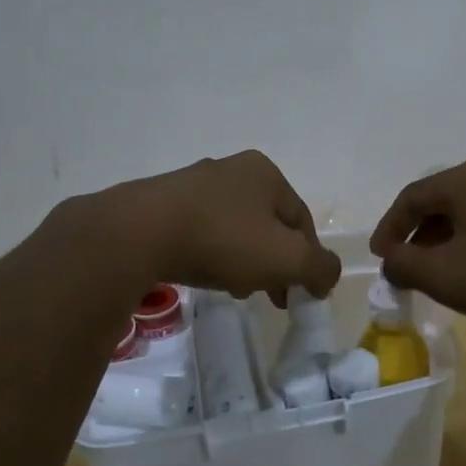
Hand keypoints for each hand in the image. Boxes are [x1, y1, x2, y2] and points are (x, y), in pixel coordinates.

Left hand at [91, 151, 340, 304]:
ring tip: (235, 291)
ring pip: (235, 229)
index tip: (301, 294)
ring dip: (244, 261)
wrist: (138, 234)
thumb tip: (328, 275)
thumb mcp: (287, 258)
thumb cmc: (223, 239)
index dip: (308, 259)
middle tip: (271, 296)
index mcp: (266, 173)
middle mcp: (231, 169)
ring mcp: (193, 184)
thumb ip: (320, 267)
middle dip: (274, 263)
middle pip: (268, 224)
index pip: (302, 220)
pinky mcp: (163, 203)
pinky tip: (204, 276)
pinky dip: (211, 254)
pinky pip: (201, 231)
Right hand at [369, 160, 465, 323]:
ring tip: (441, 273)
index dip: (389, 228)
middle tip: (406, 266)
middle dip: (417, 236)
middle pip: (440, 202)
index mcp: (462, 180)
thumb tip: (391, 259)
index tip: (380, 258)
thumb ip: (405, 265)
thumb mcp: (445, 275)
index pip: (410, 198)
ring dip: (446, 241)